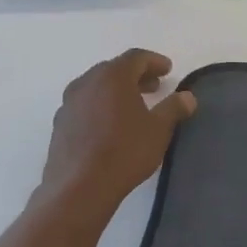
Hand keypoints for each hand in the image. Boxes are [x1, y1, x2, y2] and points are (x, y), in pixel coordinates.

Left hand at [36, 49, 195, 211]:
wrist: (78, 189)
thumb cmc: (124, 152)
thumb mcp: (159, 129)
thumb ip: (174, 108)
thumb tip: (187, 96)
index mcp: (112, 77)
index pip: (136, 57)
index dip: (154, 61)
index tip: (168, 70)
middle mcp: (86, 83)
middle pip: (114, 69)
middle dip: (136, 75)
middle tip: (154, 86)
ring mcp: (68, 104)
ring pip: (96, 87)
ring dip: (116, 91)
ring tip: (133, 106)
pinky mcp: (59, 125)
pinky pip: (84, 105)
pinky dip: (100, 106)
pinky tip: (110, 125)